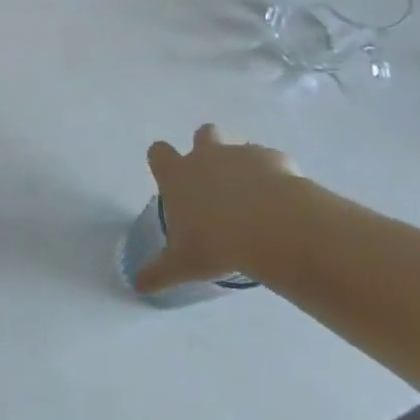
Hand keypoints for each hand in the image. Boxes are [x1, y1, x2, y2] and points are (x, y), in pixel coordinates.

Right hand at [134, 125, 307, 293]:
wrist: (273, 228)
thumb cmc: (217, 243)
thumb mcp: (182, 264)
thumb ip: (159, 272)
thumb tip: (137, 286)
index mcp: (178, 174)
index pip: (158, 152)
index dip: (163, 163)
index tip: (172, 181)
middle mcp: (207, 156)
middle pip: (203, 134)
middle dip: (208, 149)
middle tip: (217, 183)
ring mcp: (242, 154)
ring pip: (240, 147)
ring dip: (244, 166)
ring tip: (254, 200)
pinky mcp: (275, 159)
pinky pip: (273, 163)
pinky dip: (276, 179)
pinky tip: (283, 204)